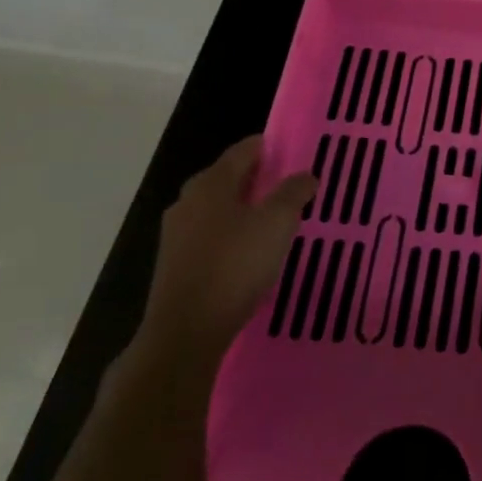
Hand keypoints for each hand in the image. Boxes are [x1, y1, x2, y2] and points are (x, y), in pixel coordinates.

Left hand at [139, 137, 316, 366]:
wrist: (185, 332)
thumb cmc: (235, 265)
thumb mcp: (277, 222)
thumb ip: (294, 192)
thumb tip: (306, 175)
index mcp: (211, 182)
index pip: (245, 149)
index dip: (272, 147)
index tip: (297, 154)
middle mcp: (189, 200)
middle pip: (230, 177)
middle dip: (260, 179)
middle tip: (292, 187)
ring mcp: (177, 234)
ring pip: (219, 208)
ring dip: (246, 209)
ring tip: (277, 220)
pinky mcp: (175, 263)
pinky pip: (211, 236)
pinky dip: (233, 235)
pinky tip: (252, 251)